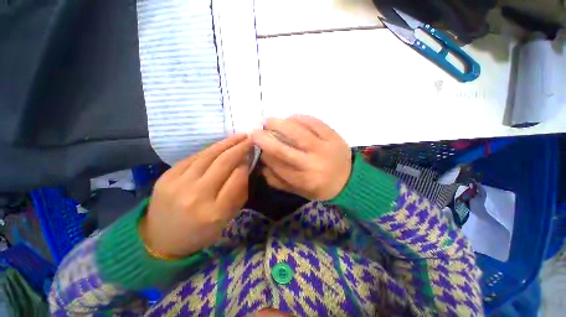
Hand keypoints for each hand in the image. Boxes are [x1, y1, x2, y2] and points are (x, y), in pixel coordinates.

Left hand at [140, 135, 252, 258]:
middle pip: (223, 163)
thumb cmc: (200, 232)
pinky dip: (210, 150)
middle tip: (250, 139)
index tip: (250, 157)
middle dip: (240, 148)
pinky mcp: (166, 176)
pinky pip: (194, 157)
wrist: (161, 240)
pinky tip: (220, 145)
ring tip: (239, 136)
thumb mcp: (226, 219)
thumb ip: (238, 193)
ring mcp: (178, 184)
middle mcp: (197, 196)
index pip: (237, 179)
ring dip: (226, 143)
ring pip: (208, 155)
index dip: (245, 165)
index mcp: (215, 212)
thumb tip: (244, 166)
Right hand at [252, 115, 351, 200]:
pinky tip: (291, 117)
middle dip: (265, 139)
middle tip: (255, 131)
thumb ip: (279, 182)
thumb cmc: (321, 187)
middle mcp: (313, 164)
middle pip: (284, 150)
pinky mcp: (333, 136)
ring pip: (298, 132)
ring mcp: (324, 148)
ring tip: (269, 121)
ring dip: (280, 124)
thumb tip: (262, 167)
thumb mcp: (299, 191)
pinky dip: (300, 118)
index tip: (257, 146)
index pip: (278, 166)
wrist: (350, 181)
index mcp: (304, 181)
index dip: (265, 154)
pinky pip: (314, 123)